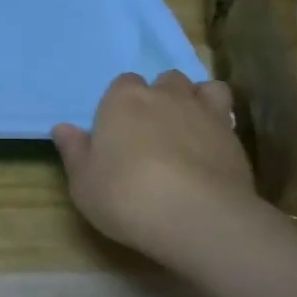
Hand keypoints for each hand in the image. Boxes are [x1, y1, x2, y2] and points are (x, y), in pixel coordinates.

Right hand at [53, 71, 255, 259]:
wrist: (197, 216)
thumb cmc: (127, 196)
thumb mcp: (84, 183)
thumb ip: (74, 152)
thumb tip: (62, 128)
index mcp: (123, 100)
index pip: (122, 84)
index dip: (121, 105)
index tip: (119, 132)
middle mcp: (164, 94)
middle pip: (164, 81)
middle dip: (160, 98)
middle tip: (153, 131)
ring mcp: (203, 110)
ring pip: (201, 88)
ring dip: (194, 101)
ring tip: (189, 129)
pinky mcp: (233, 134)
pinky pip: (226, 113)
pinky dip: (219, 123)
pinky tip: (213, 146)